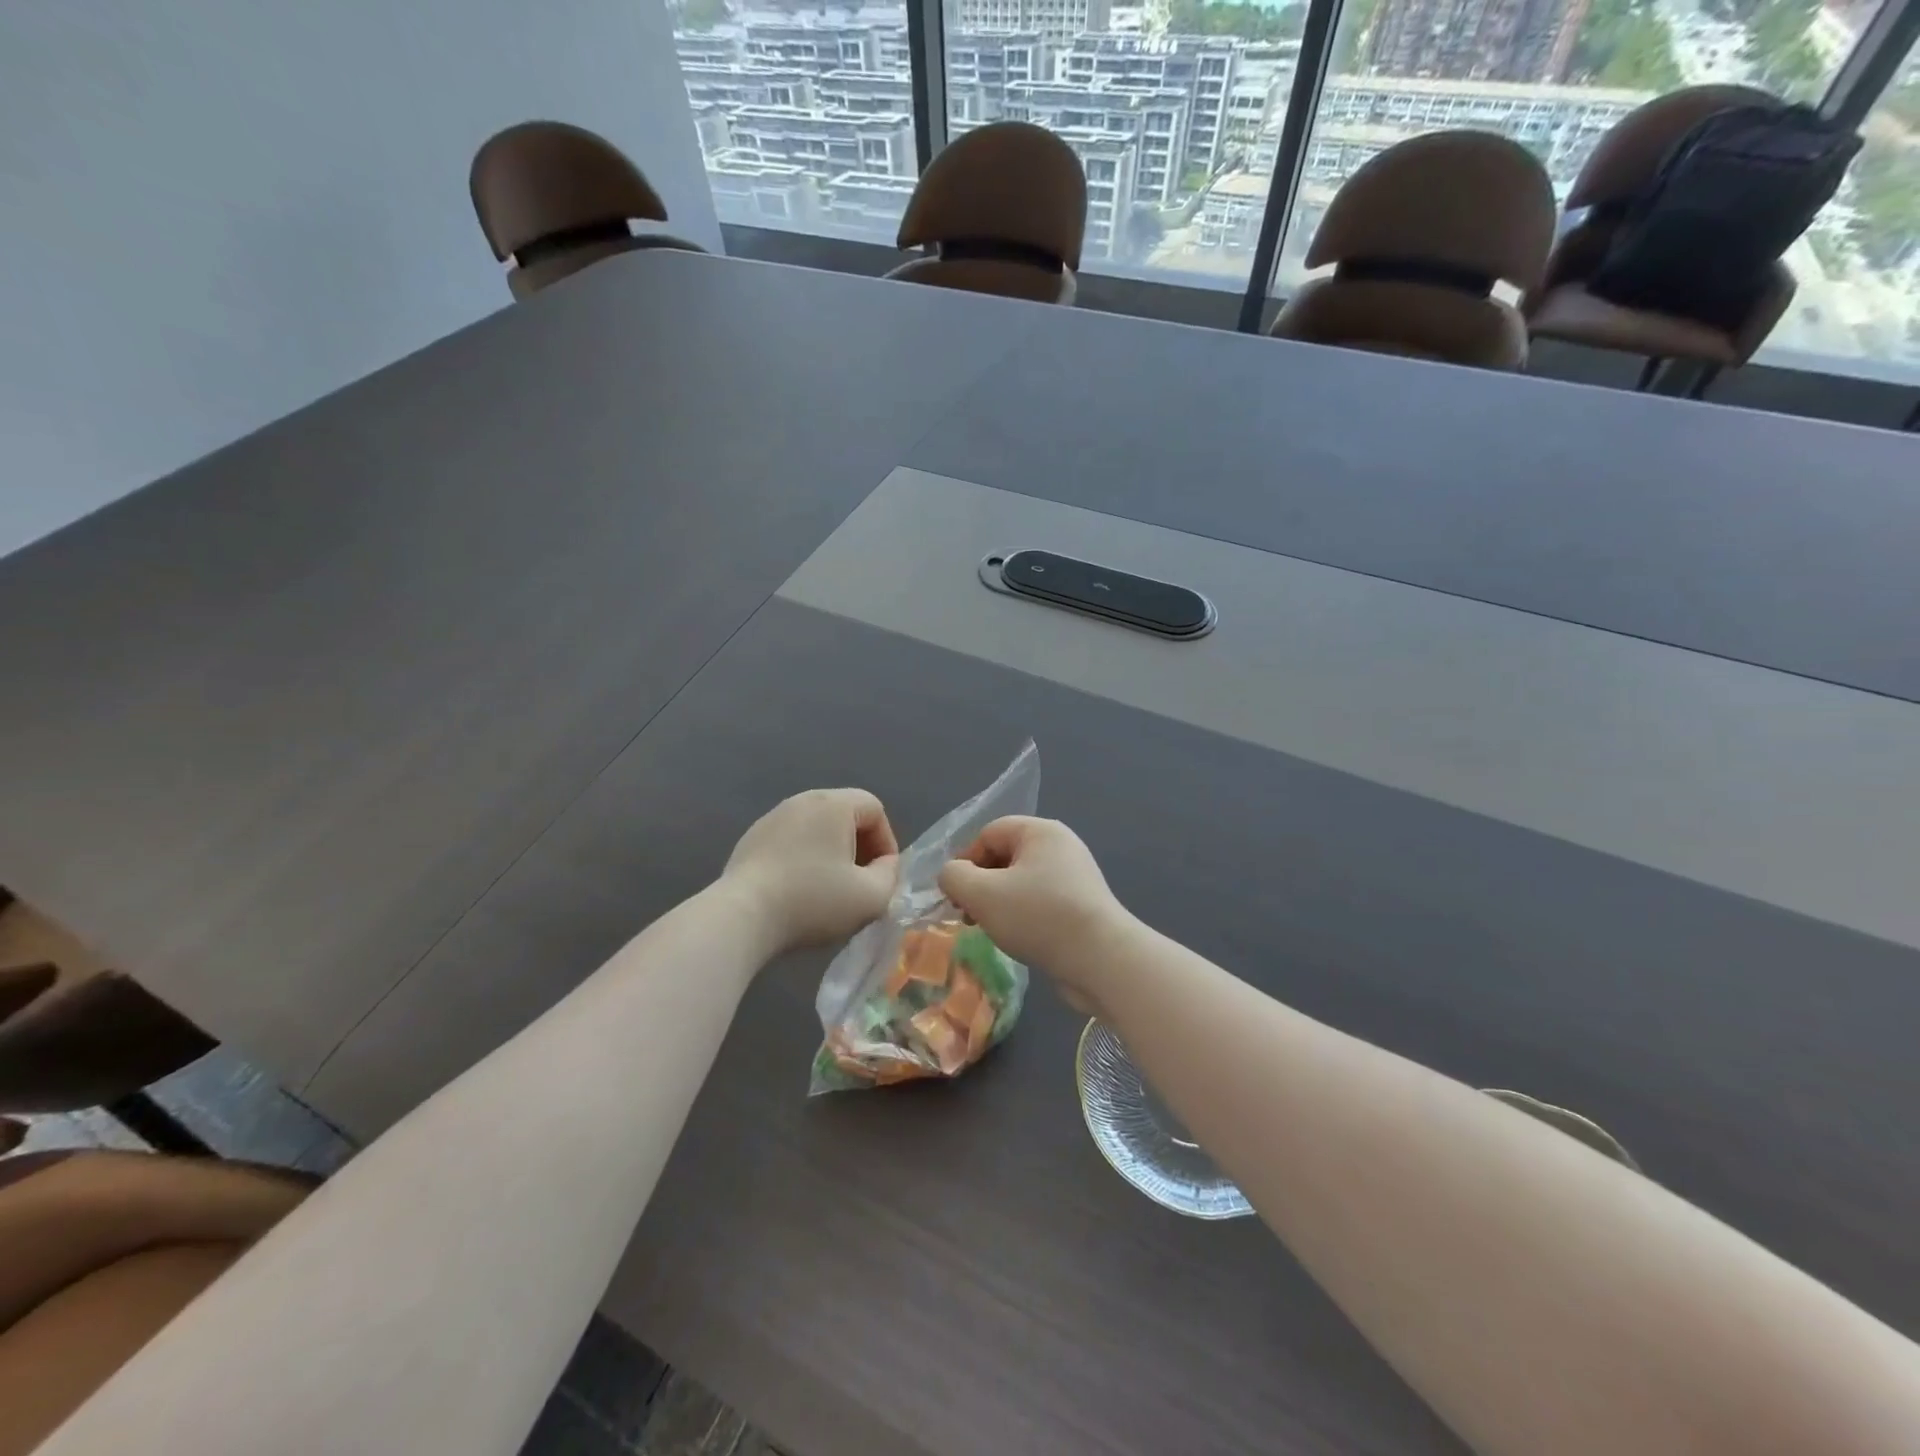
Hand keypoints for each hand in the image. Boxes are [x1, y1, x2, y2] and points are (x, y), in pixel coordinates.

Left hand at [723, 789, 899, 954]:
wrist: (742, 917)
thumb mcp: (871, 897)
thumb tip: (883, 865)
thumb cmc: (813, 901)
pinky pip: (790, 842)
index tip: (883, 876)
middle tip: (861, 882)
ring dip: (831, 854)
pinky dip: (803, 860)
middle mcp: (802, 801)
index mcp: (833, 804)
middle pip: (845, 815)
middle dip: (860, 848)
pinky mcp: (750, 840)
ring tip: (830, 890)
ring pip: (816, 829)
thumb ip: (890, 875)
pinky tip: (797, 892)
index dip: (887, 842)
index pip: (874, 809)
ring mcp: (771, 818)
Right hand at [938, 817, 1128, 1011]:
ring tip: (990, 930)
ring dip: (998, 903)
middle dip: (980, 884)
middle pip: (1005, 856)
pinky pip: (1040, 901)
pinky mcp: (1082, 906)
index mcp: (1040, 832)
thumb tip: (952, 875)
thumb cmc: (1038, 917)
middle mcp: (1061, 847)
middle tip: (968, 915)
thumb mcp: (982, 894)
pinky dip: (1022, 915)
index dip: (965, 861)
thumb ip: (954, 876)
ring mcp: (1075, 877)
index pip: (988, 834)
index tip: (956, 895)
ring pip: (1021, 882)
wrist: (1101, 960)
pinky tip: (1018, 938)